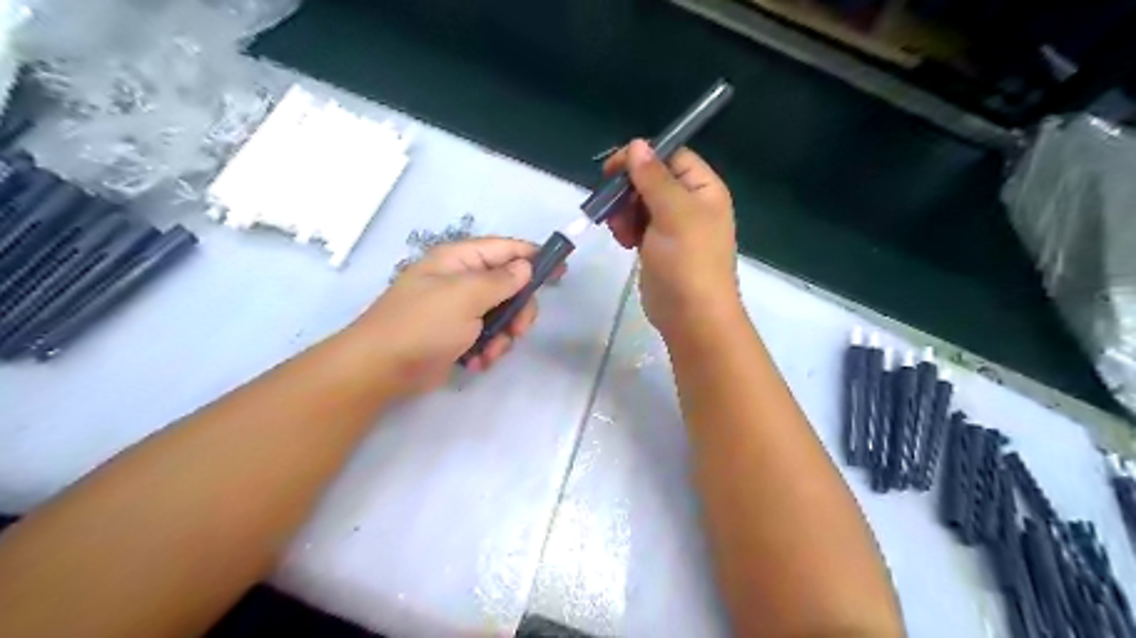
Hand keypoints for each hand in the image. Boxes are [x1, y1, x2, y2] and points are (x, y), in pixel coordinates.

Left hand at [347, 236, 557, 397]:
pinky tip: (476, 363)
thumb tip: (525, 266)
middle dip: (518, 311)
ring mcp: (459, 309)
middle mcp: (461, 280)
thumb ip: (501, 280)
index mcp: (459, 260)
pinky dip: (488, 350)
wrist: (381, 369)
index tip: (561, 270)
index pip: (505, 249)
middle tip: (518, 330)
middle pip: (509, 286)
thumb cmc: (423, 324)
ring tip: (490, 353)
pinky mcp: (458, 335)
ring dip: (503, 336)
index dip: (534, 256)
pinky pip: (487, 336)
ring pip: (502, 315)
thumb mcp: (465, 296)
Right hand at [607, 137, 741, 338]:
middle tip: (612, 207)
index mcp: (703, 188)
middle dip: (628, 190)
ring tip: (620, 231)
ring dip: (624, 211)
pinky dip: (626, 228)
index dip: (642, 157)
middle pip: (652, 179)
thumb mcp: (673, 213)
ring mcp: (673, 226)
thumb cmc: (688, 261)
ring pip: (640, 202)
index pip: (671, 156)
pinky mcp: (658, 246)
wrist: (691, 316)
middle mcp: (690, 203)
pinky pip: (637, 224)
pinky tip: (623, 241)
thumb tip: (637, 144)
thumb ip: (653, 177)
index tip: (613, 170)